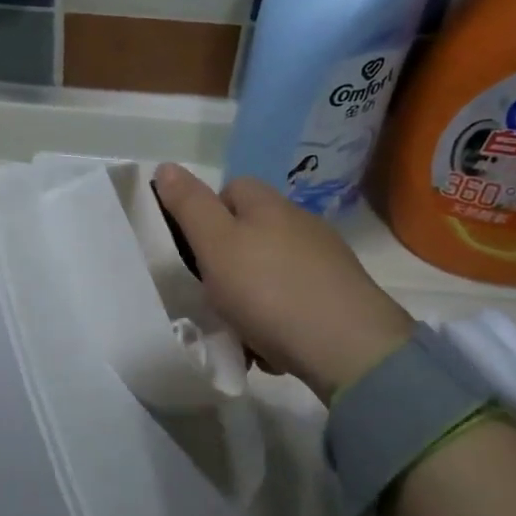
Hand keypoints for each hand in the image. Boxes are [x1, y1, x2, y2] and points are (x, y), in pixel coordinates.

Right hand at [152, 164, 414, 403]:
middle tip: (212, 297)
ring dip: (250, 300)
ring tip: (240, 332)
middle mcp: (300, 224)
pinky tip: (273, 348)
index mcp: (268, 205)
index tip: (193, 251)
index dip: (206, 214)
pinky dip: (278, 321)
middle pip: (249, 234)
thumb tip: (166, 166)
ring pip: (270, 273)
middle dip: (227, 265)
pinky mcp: (340, 296)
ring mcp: (325, 260)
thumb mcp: (215, 245)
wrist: (349, 348)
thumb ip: (189, 206)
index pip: (230, 189)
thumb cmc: (269, 290)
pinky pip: (294, 302)